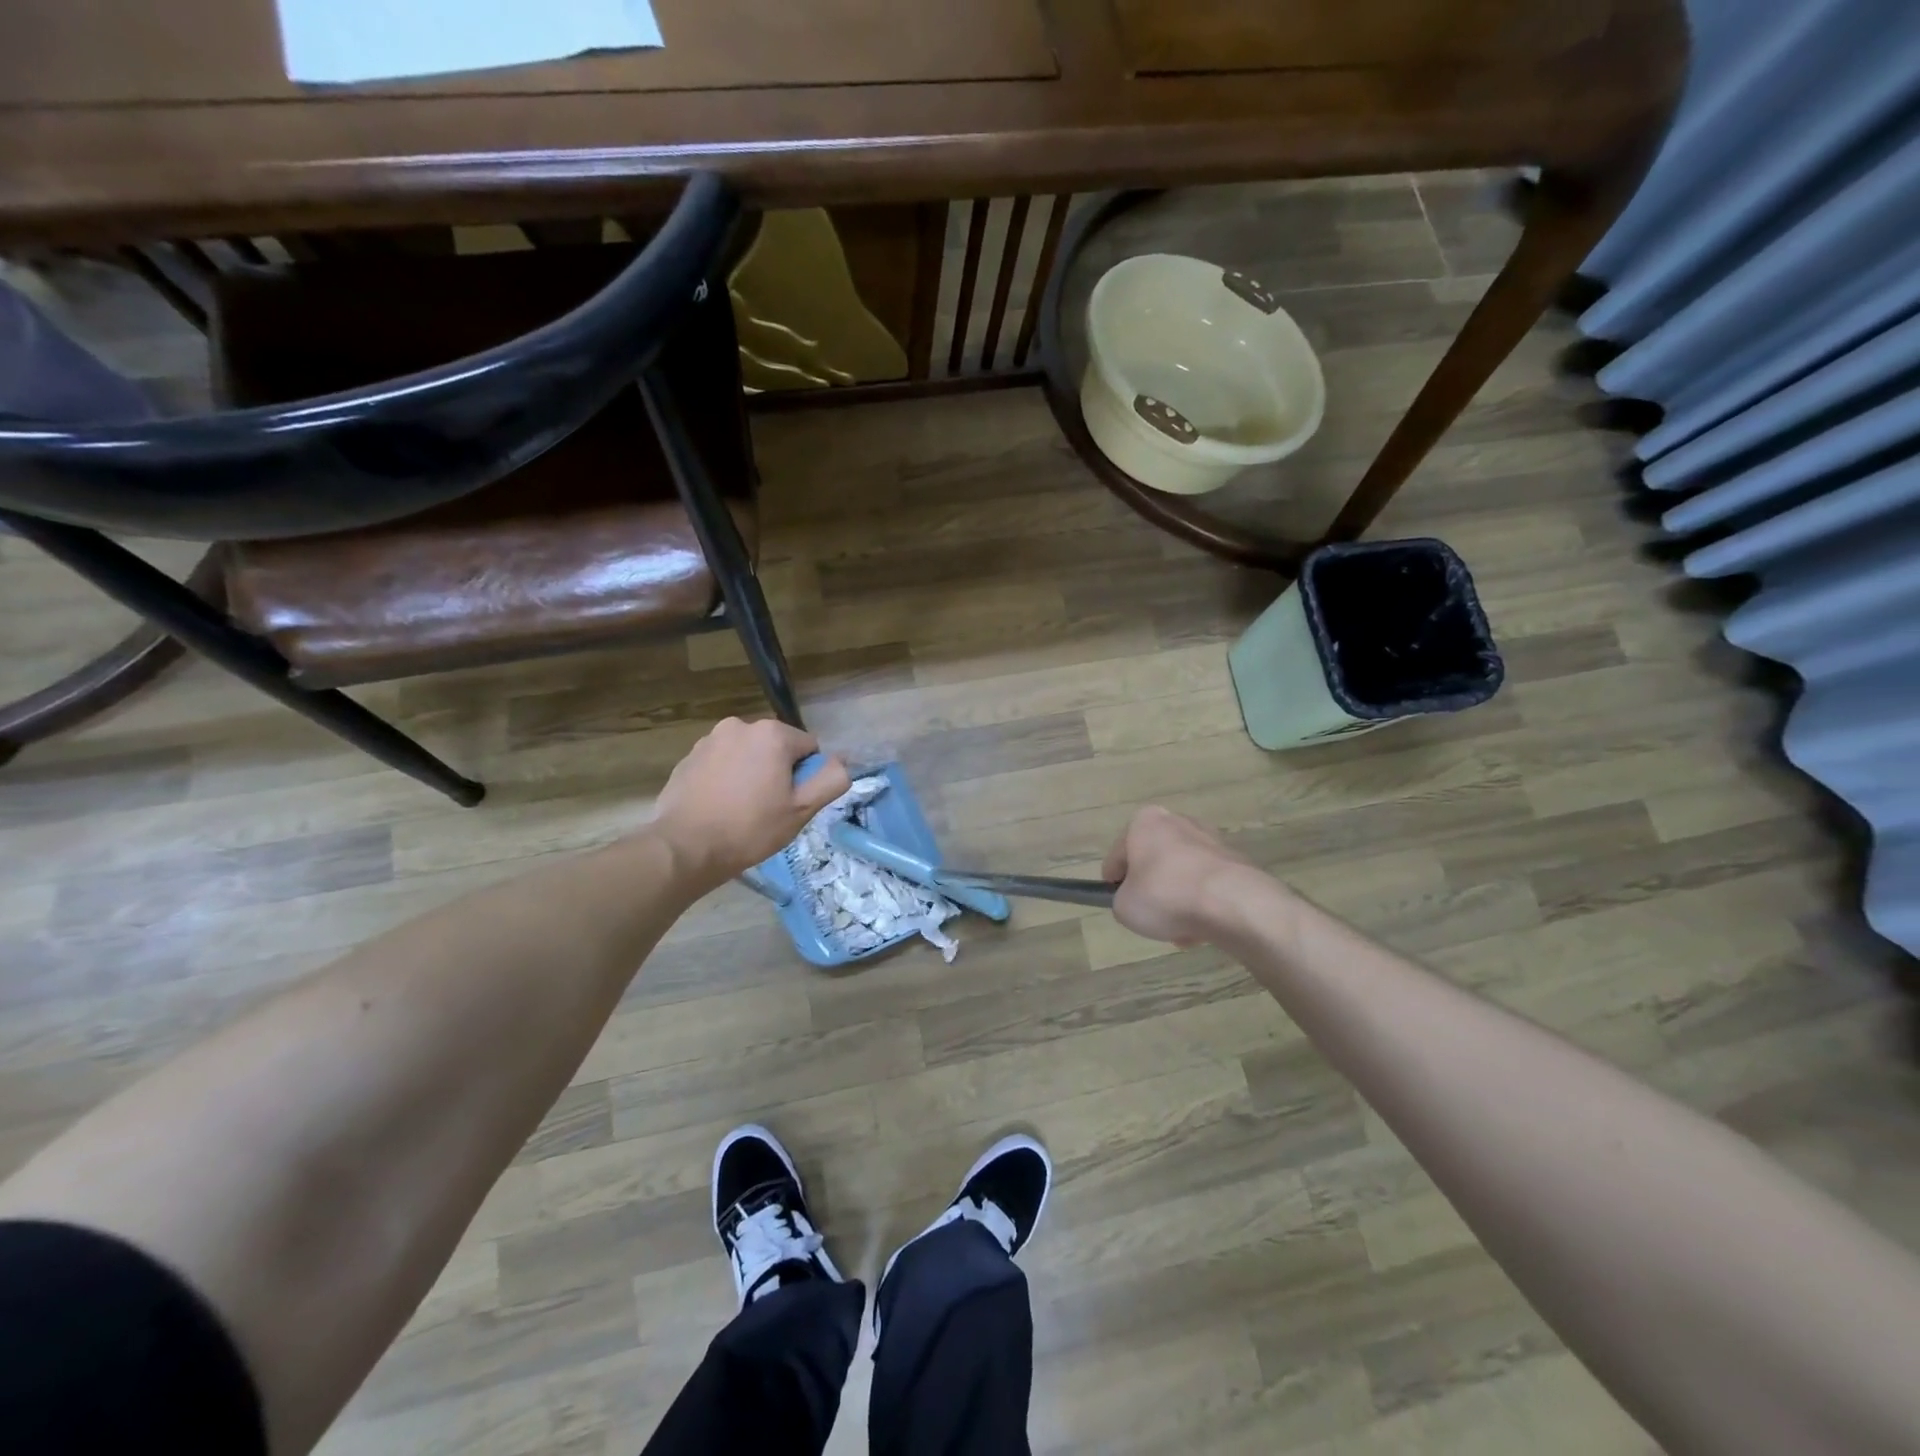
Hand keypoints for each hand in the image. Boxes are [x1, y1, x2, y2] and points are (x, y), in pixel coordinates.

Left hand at [652, 718, 850, 892]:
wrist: (685, 847)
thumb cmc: (750, 828)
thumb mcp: (802, 809)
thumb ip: (831, 779)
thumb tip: (842, 761)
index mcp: (772, 733)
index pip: (808, 748)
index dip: (806, 777)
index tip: (790, 803)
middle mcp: (740, 726)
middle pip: (776, 747)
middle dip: (778, 771)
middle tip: (768, 808)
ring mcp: (710, 739)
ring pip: (747, 754)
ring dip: (751, 773)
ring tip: (741, 809)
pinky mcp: (689, 757)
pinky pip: (721, 763)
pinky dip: (726, 778)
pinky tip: (719, 806)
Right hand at [1103, 805, 1258, 944]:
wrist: (1233, 903)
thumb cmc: (1166, 896)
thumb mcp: (1124, 907)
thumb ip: (1122, 900)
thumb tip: (1137, 901)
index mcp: (1144, 822)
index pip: (1118, 855)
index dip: (1114, 883)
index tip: (1119, 903)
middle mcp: (1178, 821)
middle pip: (1154, 863)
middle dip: (1152, 891)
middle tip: (1151, 918)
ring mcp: (1210, 839)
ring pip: (1182, 875)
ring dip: (1178, 900)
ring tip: (1179, 931)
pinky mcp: (1236, 861)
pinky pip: (1208, 885)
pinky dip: (1203, 903)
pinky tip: (1203, 929)